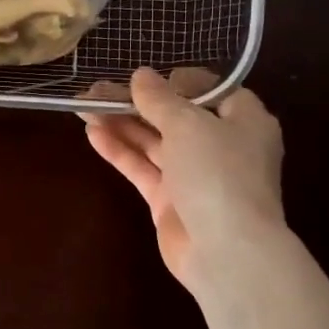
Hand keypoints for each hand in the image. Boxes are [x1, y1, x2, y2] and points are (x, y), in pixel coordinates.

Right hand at [83, 68, 286, 293]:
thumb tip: (141, 76)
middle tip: (98, 88)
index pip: (213, 91)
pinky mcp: (170, 201)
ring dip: (121, 124)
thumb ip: (160, 99)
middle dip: (136, 102)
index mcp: (244, 121)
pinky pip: (142, 168)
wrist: (226, 252)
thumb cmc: (219, 174)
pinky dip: (120, 151)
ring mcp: (194, 176)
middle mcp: (221, 146)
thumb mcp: (188, 124)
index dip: (179, 81)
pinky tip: (92, 134)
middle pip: (174, 116)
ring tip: (84, 106)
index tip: (147, 76)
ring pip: (153, 142)